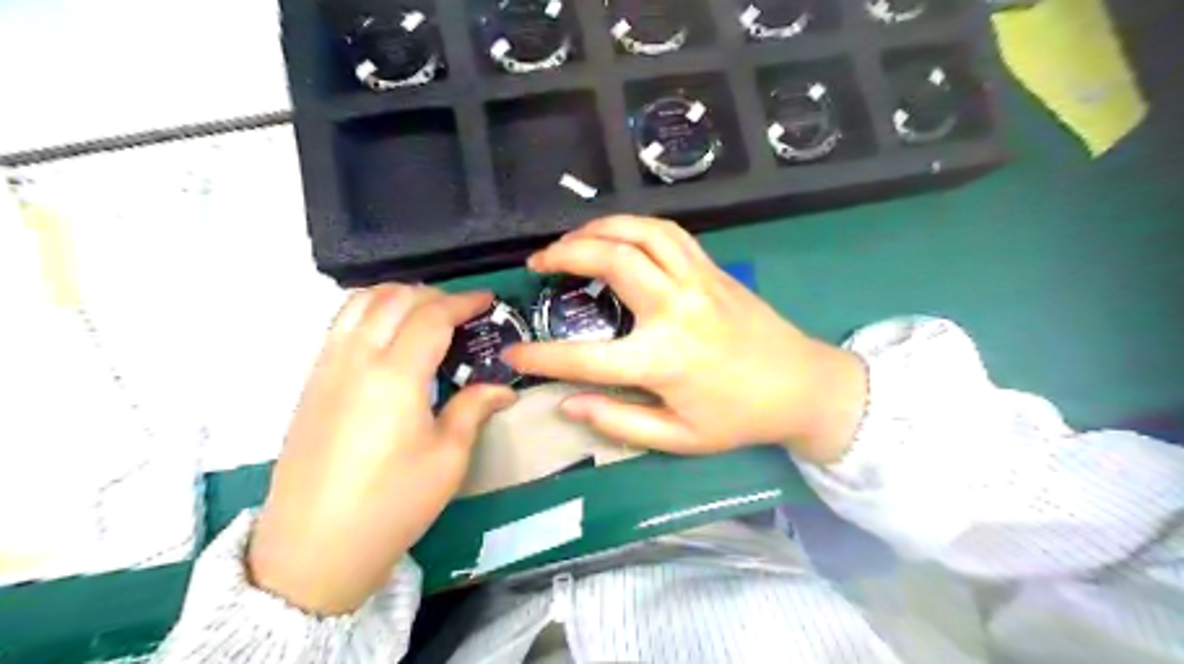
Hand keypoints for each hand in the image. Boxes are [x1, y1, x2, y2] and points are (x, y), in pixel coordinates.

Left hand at [246, 286, 515, 617]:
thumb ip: (474, 409)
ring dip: (396, 296)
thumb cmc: (392, 505)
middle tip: (461, 311)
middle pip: (394, 299)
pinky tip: (386, 335)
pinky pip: (339, 324)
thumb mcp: (447, 459)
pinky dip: (368, 311)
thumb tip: (503, 389)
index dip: (463, 302)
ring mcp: (326, 368)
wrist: (313, 549)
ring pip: (359, 303)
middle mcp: (356, 359)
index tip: (487, 300)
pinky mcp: (311, 383)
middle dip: (433, 295)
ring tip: (424, 312)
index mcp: (395, 376)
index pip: (431, 316)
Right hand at [501, 215, 867, 464]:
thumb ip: (619, 421)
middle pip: (612, 260)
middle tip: (538, 263)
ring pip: (641, 232)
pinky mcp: (713, 269)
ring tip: (572, 239)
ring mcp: (698, 281)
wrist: (802, 386)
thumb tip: (568, 405)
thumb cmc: (739, 417)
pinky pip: (669, 232)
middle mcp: (676, 309)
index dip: (541, 357)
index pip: (585, 357)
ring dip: (598, 228)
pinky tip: (618, 235)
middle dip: (564, 253)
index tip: (512, 354)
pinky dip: (635, 225)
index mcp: (663, 360)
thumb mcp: (679, 438)